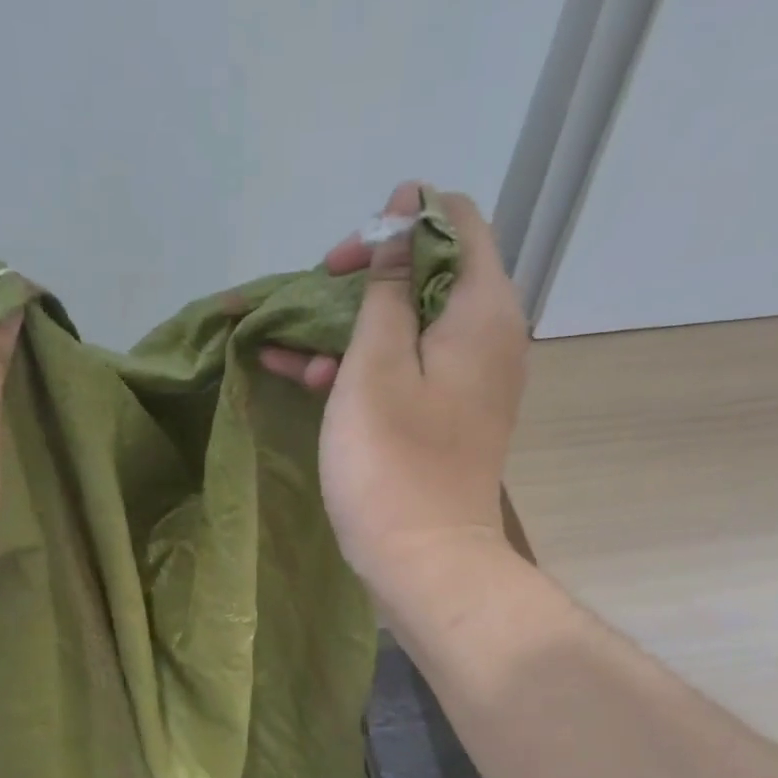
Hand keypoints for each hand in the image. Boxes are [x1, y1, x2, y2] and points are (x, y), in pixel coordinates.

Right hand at [261, 182, 528, 609]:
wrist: (424, 561)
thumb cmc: (392, 461)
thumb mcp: (375, 364)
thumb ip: (387, 287)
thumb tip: (404, 216)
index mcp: (482, 309)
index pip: (457, 221)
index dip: (399, 220)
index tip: (344, 255)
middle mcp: (488, 336)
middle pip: (429, 273)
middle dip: (364, 278)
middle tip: (311, 300)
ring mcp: (469, 381)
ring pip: (408, 326)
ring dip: (350, 329)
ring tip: (288, 350)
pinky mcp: (447, 417)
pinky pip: (407, 370)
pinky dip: (362, 367)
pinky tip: (305, 377)